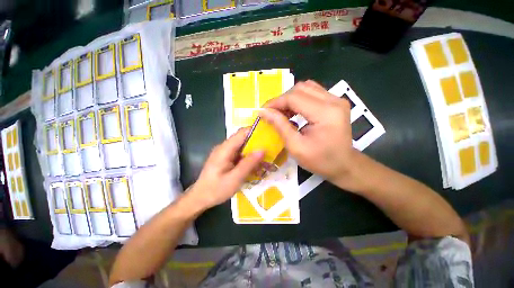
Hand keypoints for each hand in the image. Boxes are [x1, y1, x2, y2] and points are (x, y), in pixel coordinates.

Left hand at [187, 128, 264, 210]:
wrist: (200, 198)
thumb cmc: (216, 189)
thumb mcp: (235, 178)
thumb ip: (249, 163)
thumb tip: (263, 150)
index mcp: (225, 149)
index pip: (242, 133)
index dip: (255, 131)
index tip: (269, 135)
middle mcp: (224, 147)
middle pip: (243, 138)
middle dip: (257, 142)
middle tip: (270, 149)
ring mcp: (225, 152)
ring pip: (242, 146)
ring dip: (253, 151)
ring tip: (265, 157)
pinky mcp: (226, 157)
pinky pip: (239, 153)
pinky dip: (248, 157)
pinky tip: (254, 164)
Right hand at [260, 80, 359, 190]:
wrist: (344, 165)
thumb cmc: (320, 161)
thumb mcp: (296, 147)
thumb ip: (280, 126)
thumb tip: (264, 112)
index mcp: (325, 113)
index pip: (294, 98)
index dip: (275, 102)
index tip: (262, 111)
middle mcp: (334, 100)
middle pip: (300, 89)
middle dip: (282, 100)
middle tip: (273, 114)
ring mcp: (336, 99)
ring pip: (306, 88)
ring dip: (290, 99)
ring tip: (283, 113)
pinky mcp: (335, 102)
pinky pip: (312, 92)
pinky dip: (299, 100)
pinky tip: (294, 112)